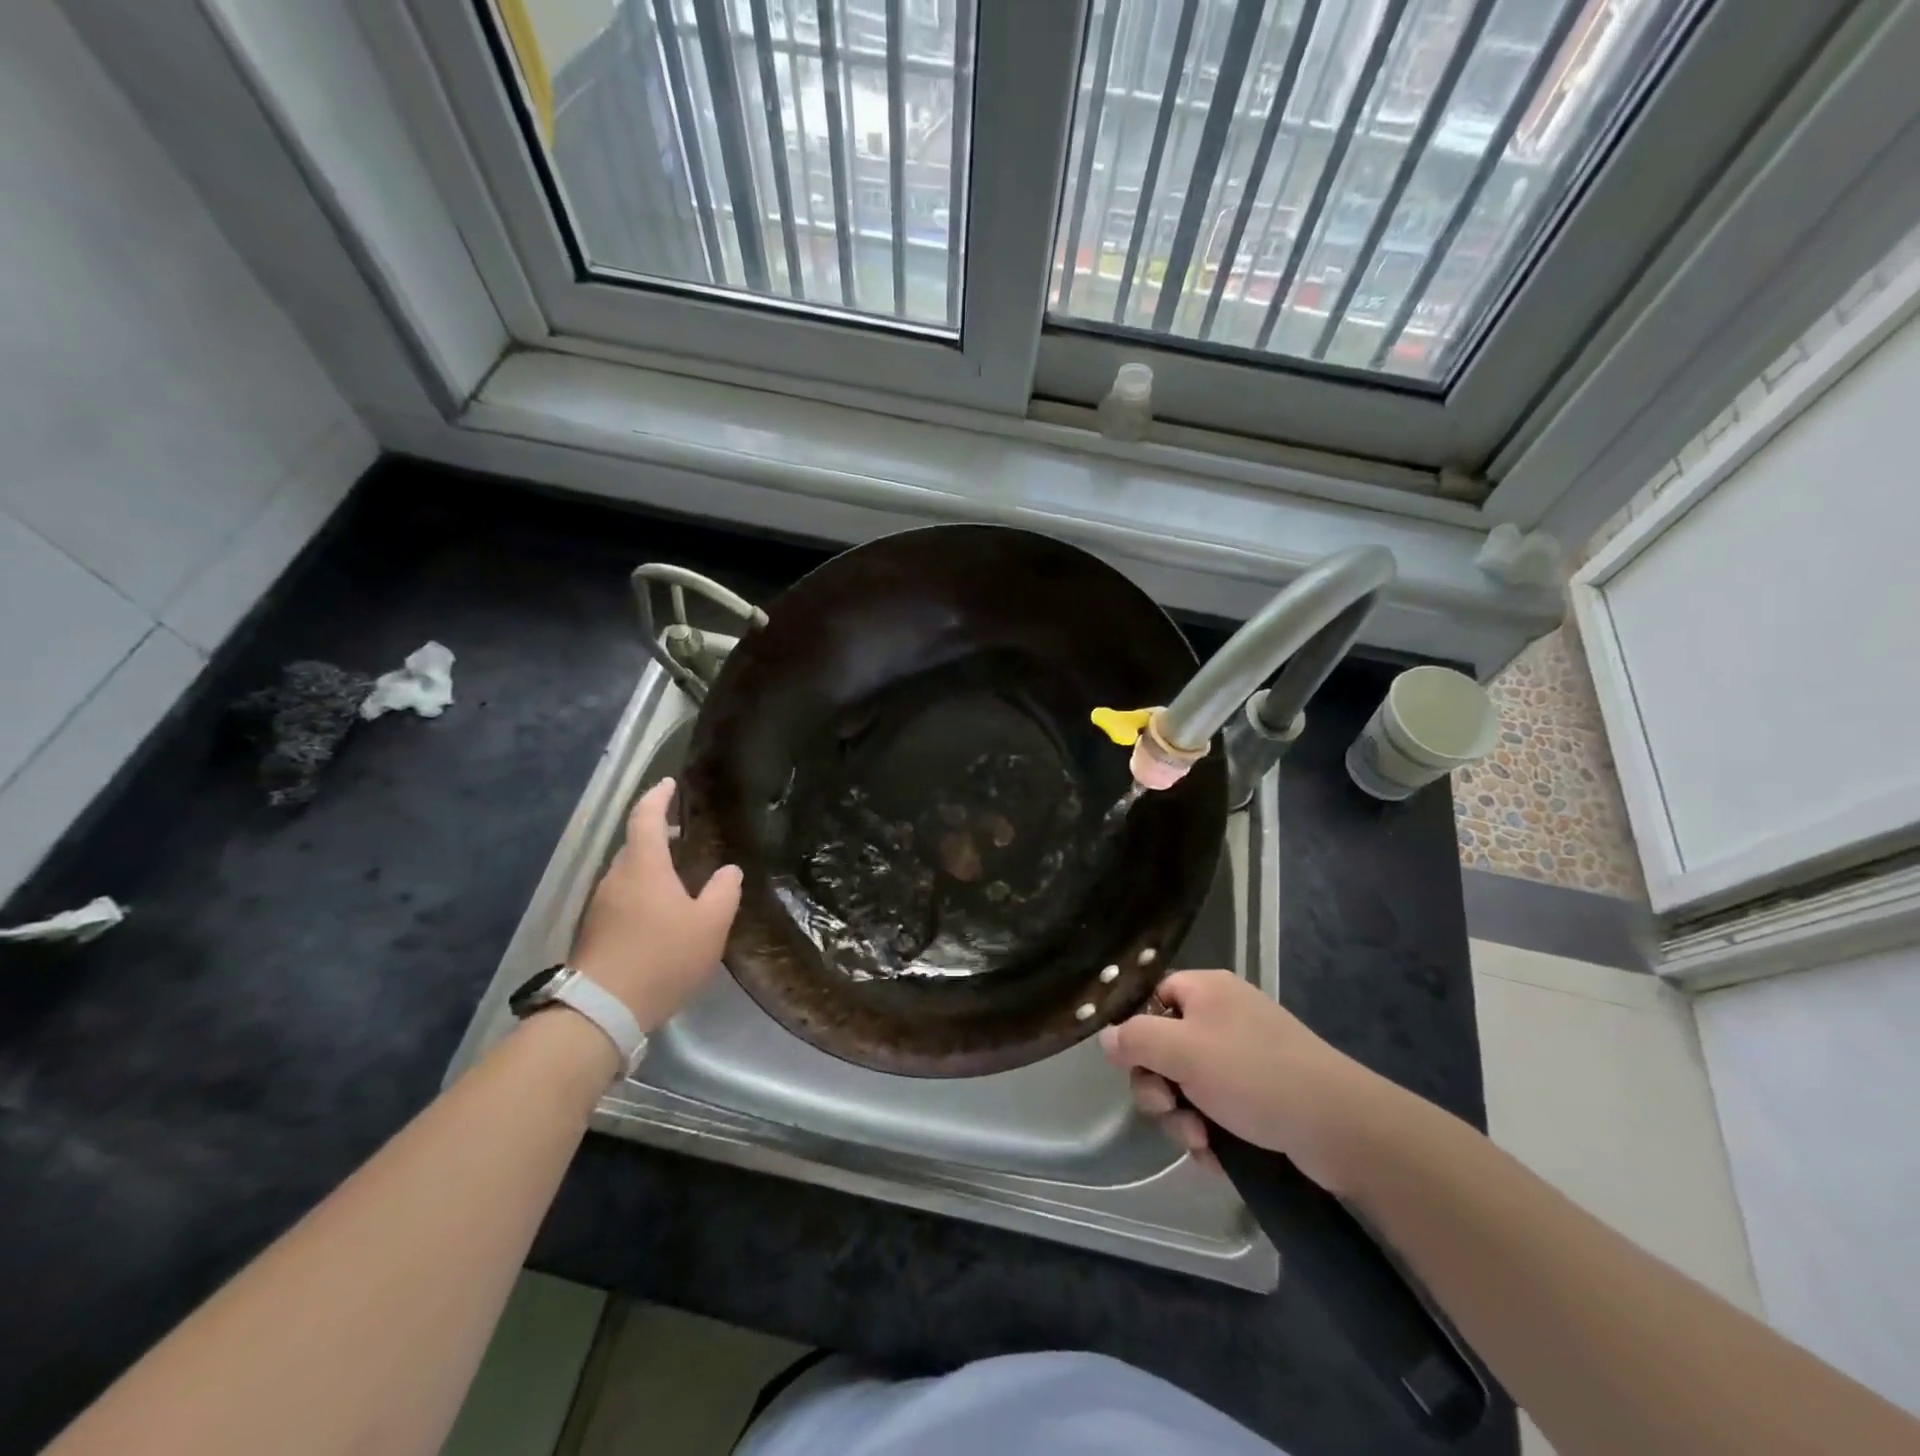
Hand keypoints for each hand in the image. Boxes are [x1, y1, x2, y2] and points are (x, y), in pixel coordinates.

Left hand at [570, 778, 741, 1032]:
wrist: (602, 1009)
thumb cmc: (662, 957)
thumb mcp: (709, 925)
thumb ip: (723, 893)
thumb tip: (728, 870)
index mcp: (644, 867)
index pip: (646, 818)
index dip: (658, 797)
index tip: (669, 783)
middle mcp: (616, 878)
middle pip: (634, 845)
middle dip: (657, 835)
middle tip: (682, 836)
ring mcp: (600, 906)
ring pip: (627, 874)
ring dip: (649, 868)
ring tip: (677, 879)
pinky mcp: (593, 932)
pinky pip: (621, 899)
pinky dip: (641, 893)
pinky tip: (659, 915)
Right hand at [1098, 970, 1400, 1194]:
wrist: (1341, 1127)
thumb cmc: (1254, 1075)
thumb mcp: (1183, 1052)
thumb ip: (1136, 1040)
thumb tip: (1105, 1036)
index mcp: (1206, 990)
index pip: (1152, 998)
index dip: (1137, 1031)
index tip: (1133, 1065)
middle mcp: (1223, 1017)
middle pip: (1165, 1047)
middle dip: (1160, 1087)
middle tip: (1169, 1109)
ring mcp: (1244, 1057)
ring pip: (1188, 1085)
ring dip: (1182, 1117)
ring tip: (1200, 1141)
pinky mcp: (1261, 1095)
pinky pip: (1216, 1108)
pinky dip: (1210, 1131)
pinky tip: (1217, 1155)